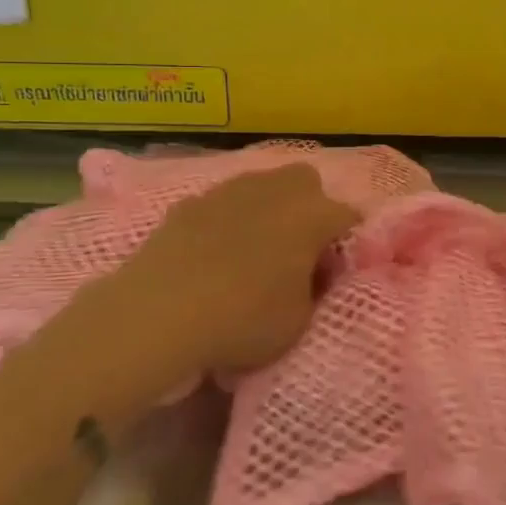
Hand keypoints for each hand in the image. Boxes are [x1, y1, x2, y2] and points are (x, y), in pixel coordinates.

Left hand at [63, 164, 360, 379]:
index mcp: (313, 214)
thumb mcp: (300, 321)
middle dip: (310, 208)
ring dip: (267, 210)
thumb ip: (314, 290)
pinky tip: (212, 255)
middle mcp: (275, 190)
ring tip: (254, 251)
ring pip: (261, 187)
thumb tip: (310, 274)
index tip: (336, 273)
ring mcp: (228, 191)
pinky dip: (225, 222)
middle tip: (299, 249)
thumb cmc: (243, 320)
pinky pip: (221, 206)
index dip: (347, 245)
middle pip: (306, 183)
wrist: (156, 315)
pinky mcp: (188, 204)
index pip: (349, 217)